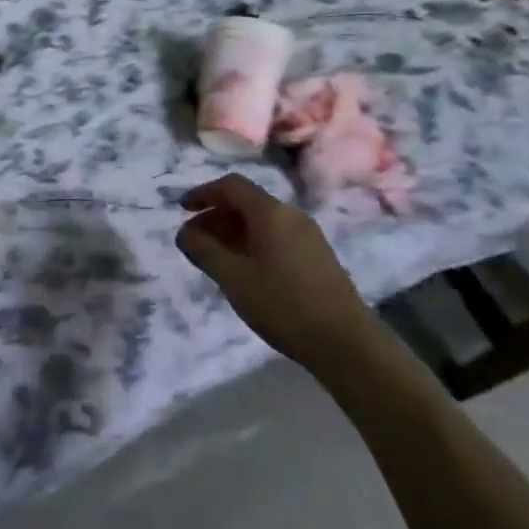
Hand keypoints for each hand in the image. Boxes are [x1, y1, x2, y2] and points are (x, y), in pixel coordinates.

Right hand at [176, 174, 376, 365]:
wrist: (346, 343)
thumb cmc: (284, 305)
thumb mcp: (234, 279)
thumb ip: (204, 251)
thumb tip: (184, 233)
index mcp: (270, 212)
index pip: (231, 186)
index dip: (203, 193)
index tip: (182, 210)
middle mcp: (291, 215)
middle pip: (246, 202)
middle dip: (216, 216)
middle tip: (194, 241)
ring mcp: (308, 235)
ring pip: (262, 221)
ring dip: (233, 232)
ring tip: (216, 259)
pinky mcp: (318, 256)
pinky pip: (276, 236)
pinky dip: (253, 243)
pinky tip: (246, 272)